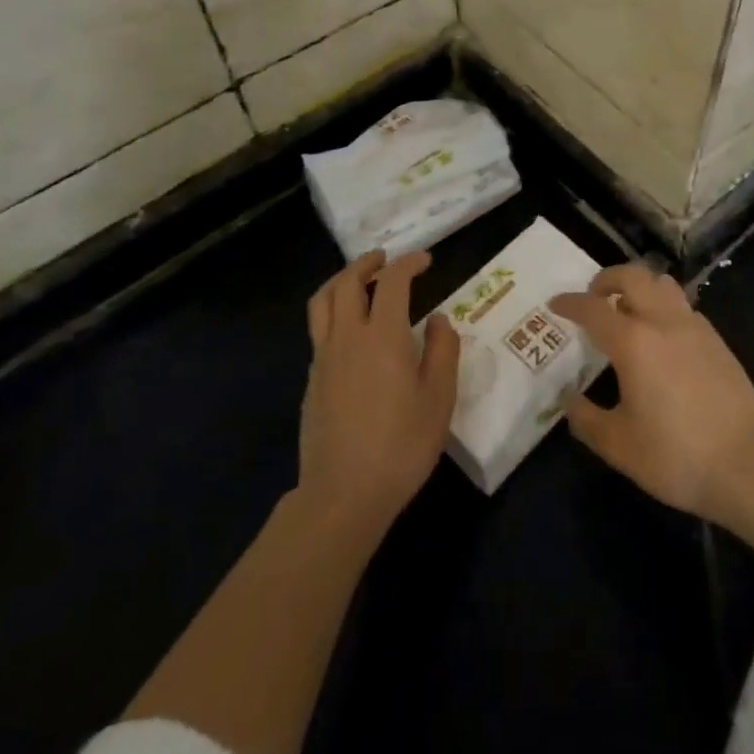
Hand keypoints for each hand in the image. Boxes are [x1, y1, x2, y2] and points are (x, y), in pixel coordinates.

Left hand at [298, 250, 458, 540]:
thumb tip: (437, 319)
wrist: (343, 494)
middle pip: (347, 282)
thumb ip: (442, 351)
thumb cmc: (401, 445)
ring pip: (323, 301)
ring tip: (360, 280)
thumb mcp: (439, 399)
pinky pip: (319, 329)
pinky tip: (350, 329)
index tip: (425, 260)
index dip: (409, 263)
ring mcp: (324, 358)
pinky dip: (333, 311)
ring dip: (341, 281)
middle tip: (386, 259)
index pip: (393, 282)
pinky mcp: (312, 380)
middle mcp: (348, 336)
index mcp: (383, 336)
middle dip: (367, 263)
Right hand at [549, 264, 753, 523]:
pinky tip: (662, 336)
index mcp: (633, 342)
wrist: (747, 466)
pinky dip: (663, 306)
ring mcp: (695, 327)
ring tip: (628, 309)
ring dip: (639, 286)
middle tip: (594, 296)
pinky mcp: (717, 341)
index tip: (555, 304)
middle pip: (632, 276)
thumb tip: (571, 402)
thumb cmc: (676, 456)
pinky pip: (683, 306)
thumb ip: (587, 420)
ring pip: (662, 284)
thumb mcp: (619, 446)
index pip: (593, 309)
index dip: (570, 303)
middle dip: (606, 279)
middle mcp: (663, 322)